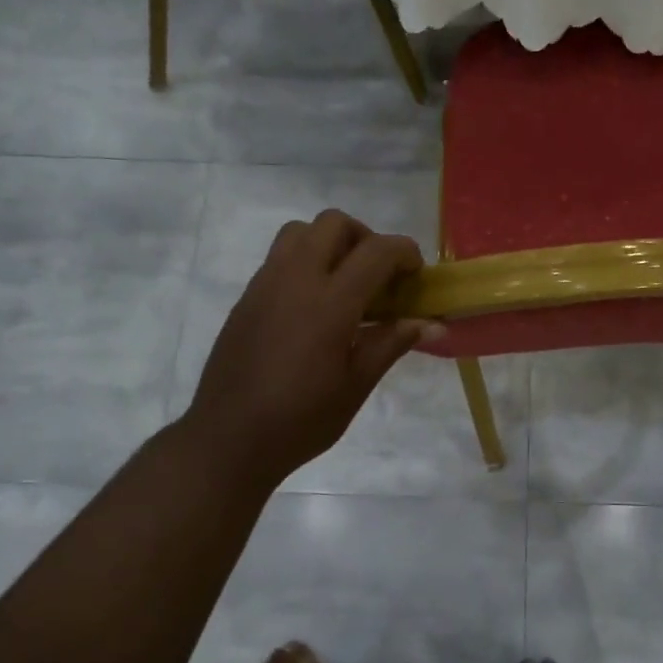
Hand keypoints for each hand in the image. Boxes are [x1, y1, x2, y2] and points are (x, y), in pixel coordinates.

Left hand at [185, 210, 438, 488]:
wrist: (229, 438)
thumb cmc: (301, 419)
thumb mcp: (356, 385)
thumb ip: (392, 343)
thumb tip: (433, 324)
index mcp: (330, 303)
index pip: (376, 251)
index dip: (405, 253)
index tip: (416, 276)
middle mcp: (295, 279)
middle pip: (334, 223)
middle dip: (366, 238)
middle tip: (378, 276)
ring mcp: (265, 284)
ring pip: (300, 232)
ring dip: (330, 243)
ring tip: (344, 283)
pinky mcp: (247, 297)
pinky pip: (279, 258)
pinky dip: (305, 262)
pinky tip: (313, 307)